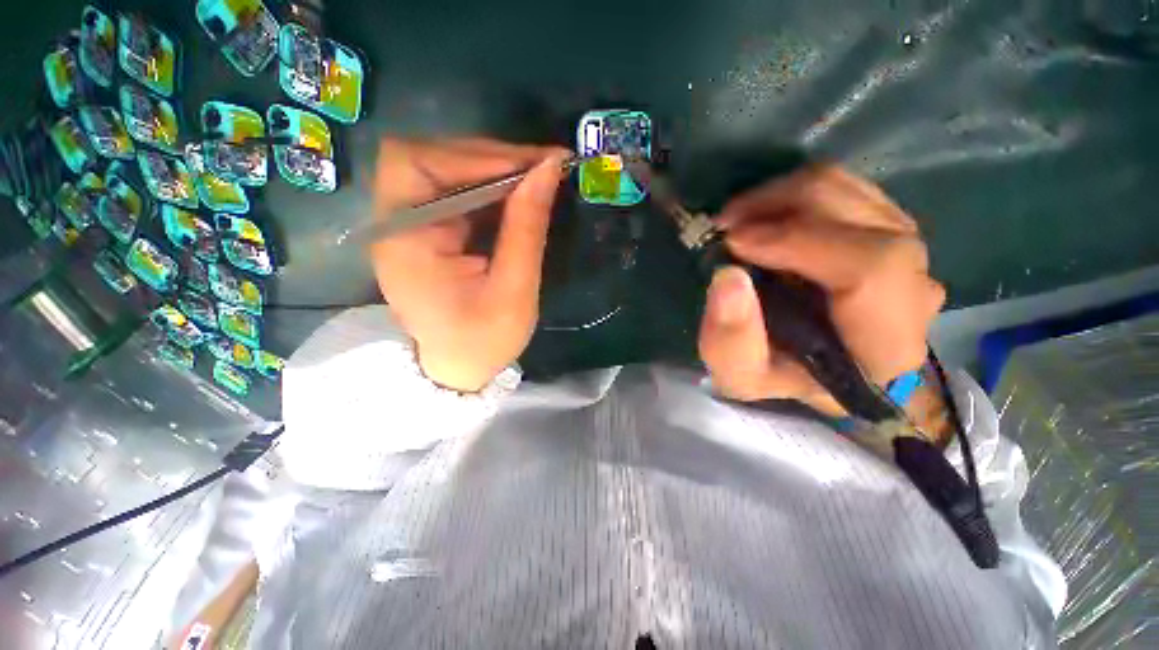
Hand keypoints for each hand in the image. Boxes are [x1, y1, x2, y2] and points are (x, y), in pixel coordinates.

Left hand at [370, 139, 568, 391]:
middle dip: (491, 157)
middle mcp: (397, 224)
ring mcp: (412, 226)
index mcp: (404, 241)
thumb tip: (548, 169)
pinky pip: (458, 193)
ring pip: (446, 170)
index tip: (533, 164)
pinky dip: (492, 188)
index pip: (417, 164)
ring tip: (540, 177)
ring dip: (495, 169)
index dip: (474, 155)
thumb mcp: (514, 291)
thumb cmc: (484, 341)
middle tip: (545, 166)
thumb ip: (527, 229)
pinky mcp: (430, 231)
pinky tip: (521, 195)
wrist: (459, 369)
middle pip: (430, 159)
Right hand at [698, 164, 945, 414]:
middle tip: (726, 223)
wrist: (816, 369)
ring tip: (738, 218)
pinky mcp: (887, 231)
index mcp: (885, 342)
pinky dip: (798, 195)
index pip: (871, 267)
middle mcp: (913, 289)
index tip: (735, 241)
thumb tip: (728, 275)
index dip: (799, 241)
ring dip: (786, 196)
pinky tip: (764, 216)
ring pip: (855, 195)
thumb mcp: (741, 376)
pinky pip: (847, 192)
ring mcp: (907, 253)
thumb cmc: (781, 377)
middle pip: (864, 218)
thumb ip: (730, 340)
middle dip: (784, 207)